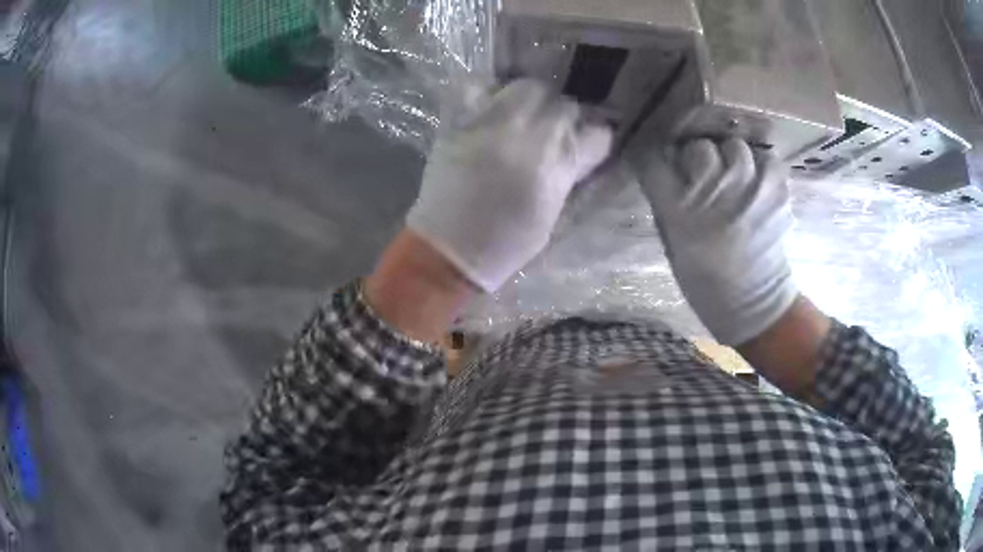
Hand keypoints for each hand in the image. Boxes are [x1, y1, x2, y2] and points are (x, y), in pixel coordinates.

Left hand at [406, 79, 612, 291]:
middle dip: (563, 116)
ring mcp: (491, 124)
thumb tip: (573, 152)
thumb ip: (567, 174)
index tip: (586, 145)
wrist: (449, 250)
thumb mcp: (553, 213)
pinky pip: (475, 85)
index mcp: (557, 166)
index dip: (594, 139)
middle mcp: (529, 136)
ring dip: (531, 98)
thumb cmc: (506, 243)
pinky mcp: (459, 122)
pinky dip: (485, 90)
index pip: (597, 134)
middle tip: (551, 130)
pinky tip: (488, 105)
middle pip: (563, 103)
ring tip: (523, 114)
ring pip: (526, 86)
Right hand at [640, 138, 798, 345]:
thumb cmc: (705, 278)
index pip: (654, 158)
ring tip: (733, 179)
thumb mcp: (672, 242)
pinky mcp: (777, 192)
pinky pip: (765, 160)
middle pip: (698, 146)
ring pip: (734, 147)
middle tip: (703, 176)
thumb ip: (666, 200)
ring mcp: (750, 189)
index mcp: (680, 210)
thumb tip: (665, 163)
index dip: (656, 155)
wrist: (755, 303)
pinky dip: (759, 168)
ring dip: (730, 159)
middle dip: (697, 157)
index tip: (661, 160)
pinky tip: (756, 185)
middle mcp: (714, 192)